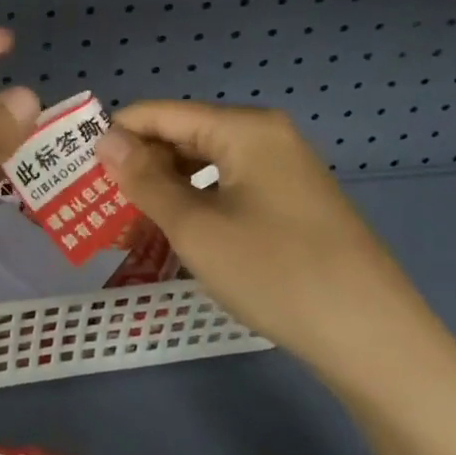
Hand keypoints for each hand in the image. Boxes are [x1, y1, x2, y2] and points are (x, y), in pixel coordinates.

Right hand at [96, 102, 437, 377]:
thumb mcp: (195, 228)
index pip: (160, 113)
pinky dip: (198, 206)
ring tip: (132, 224)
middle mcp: (266, 136)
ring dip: (166, 189)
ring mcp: (285, 170)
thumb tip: (106, 138)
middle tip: (101, 205)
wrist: (376, 341)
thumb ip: (144, 179)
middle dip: (140, 166)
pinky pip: (230, 189)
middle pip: (184, 136)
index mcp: (244, 128)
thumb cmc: (276, 274)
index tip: (79, 169)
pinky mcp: (294, 202)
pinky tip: (180, 235)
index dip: (117, 136)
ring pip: (206, 166)